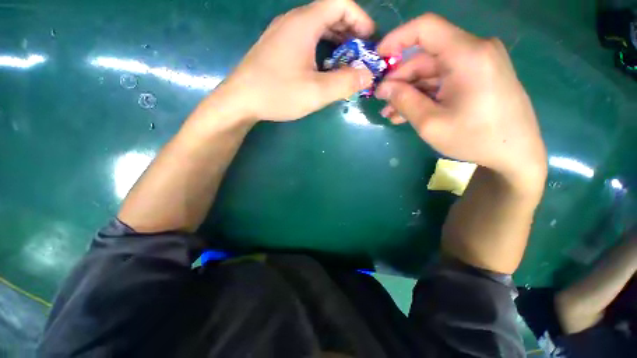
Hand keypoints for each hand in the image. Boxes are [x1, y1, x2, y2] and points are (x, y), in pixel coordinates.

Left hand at [217, 0, 374, 121]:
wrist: (240, 100)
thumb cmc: (278, 93)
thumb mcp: (316, 92)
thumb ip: (345, 82)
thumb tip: (368, 75)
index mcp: (304, 24)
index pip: (339, 3)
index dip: (359, 17)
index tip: (369, 39)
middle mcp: (292, 22)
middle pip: (329, 14)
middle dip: (350, 32)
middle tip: (359, 54)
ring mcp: (282, 34)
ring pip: (317, 28)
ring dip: (335, 42)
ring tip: (345, 62)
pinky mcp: (277, 48)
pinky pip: (306, 40)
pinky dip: (321, 49)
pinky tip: (323, 68)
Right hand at [375, 14, 546, 187]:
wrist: (515, 153)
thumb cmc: (474, 138)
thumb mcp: (430, 123)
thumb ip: (404, 101)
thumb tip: (383, 88)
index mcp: (467, 54)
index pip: (425, 28)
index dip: (397, 38)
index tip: (378, 58)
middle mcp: (475, 50)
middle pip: (425, 56)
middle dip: (399, 79)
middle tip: (381, 100)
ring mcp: (478, 63)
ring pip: (432, 71)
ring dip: (409, 91)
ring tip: (390, 113)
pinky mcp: (478, 76)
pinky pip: (443, 80)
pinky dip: (424, 94)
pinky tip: (407, 112)